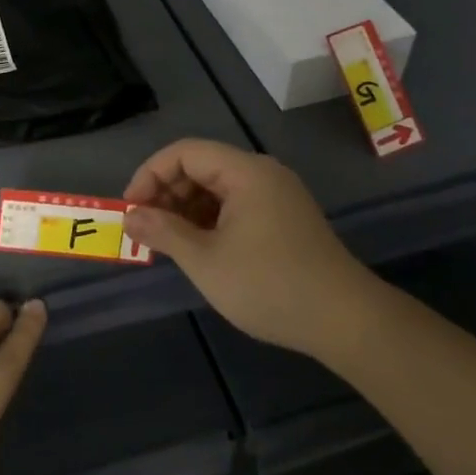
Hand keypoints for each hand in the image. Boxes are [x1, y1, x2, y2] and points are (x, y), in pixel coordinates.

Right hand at [123, 138, 374, 358]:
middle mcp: (262, 174)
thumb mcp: (206, 260)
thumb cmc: (269, 285)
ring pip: (217, 188)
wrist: (345, 321)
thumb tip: (130, 217)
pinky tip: (199, 248)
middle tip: (146, 229)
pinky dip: (210, 221)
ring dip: (186, 209)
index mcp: (245, 172)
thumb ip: (163, 232)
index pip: (184, 152)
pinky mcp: (285, 219)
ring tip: (168, 242)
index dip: (150, 175)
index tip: (131, 210)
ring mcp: (277, 196)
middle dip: (167, 193)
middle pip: (201, 166)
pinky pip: (236, 206)